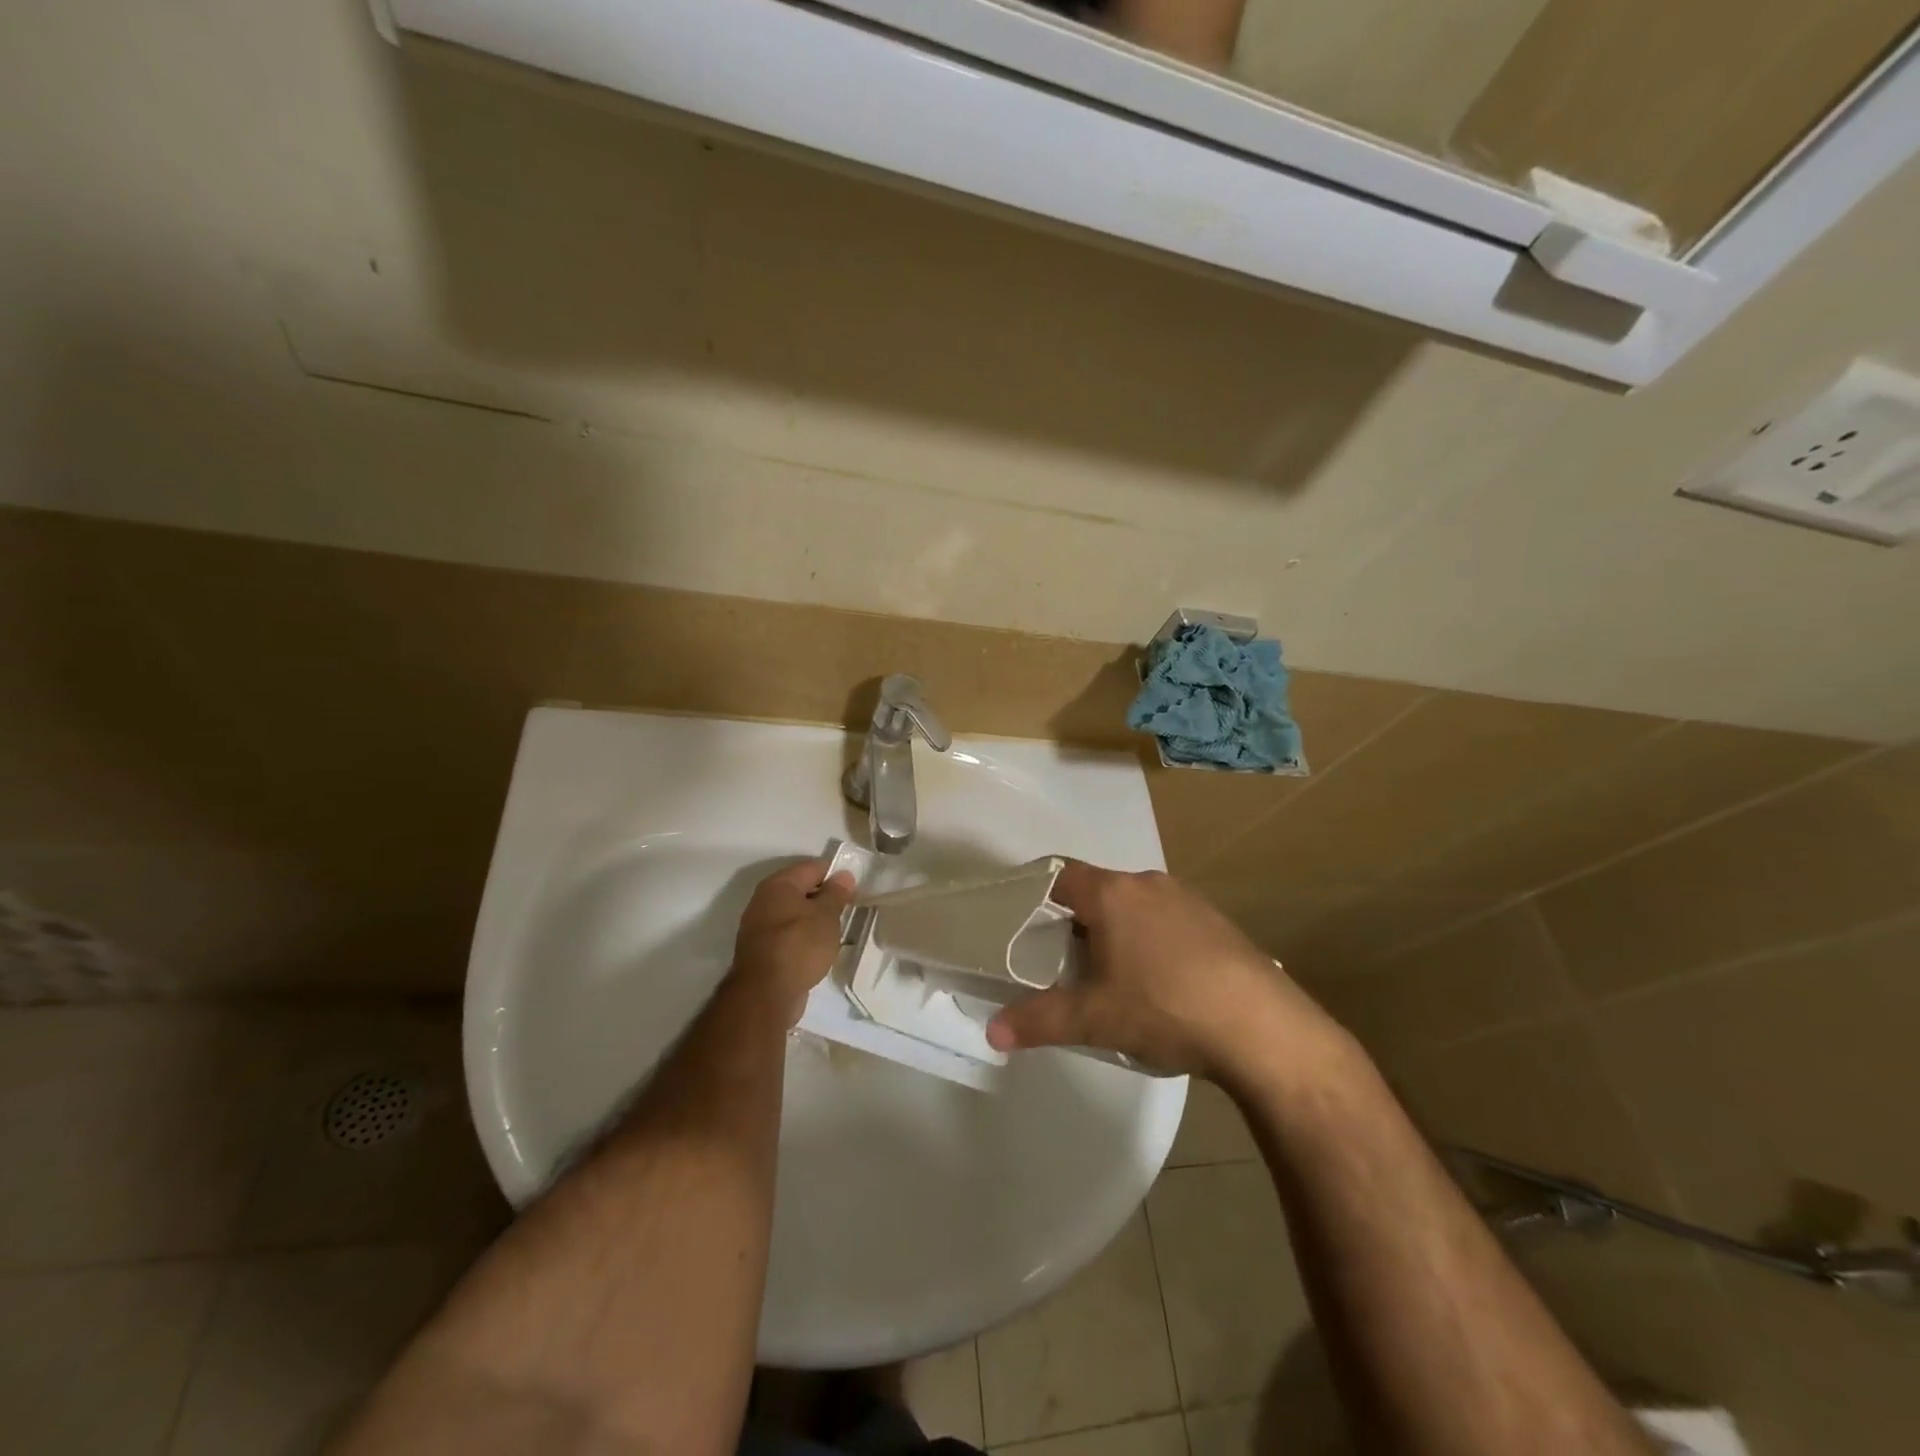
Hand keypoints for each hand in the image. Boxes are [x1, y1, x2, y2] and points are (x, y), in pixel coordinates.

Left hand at [729, 860, 855, 1026]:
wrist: (765, 994)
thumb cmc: (800, 946)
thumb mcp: (826, 916)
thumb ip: (836, 893)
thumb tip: (843, 875)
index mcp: (779, 884)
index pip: (813, 867)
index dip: (836, 874)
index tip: (855, 888)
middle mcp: (764, 899)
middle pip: (801, 888)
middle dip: (825, 896)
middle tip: (849, 909)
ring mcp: (759, 925)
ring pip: (794, 912)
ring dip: (814, 918)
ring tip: (836, 930)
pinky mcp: (760, 949)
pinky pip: (787, 933)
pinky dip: (802, 936)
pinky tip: (818, 948)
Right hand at [986, 863, 1342, 1080]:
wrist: (1263, 1029)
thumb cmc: (1165, 1008)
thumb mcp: (1094, 1020)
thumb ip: (1039, 1021)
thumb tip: (992, 1033)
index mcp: (1112, 893)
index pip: (1060, 876)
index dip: (1037, 896)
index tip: (1025, 927)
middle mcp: (1147, 884)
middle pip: (1097, 892)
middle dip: (1077, 923)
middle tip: (1064, 963)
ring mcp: (1188, 900)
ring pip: (1134, 906)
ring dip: (1117, 932)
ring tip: (1111, 977)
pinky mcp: (1217, 922)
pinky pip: (1168, 920)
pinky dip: (1152, 941)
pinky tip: (1161, 984)